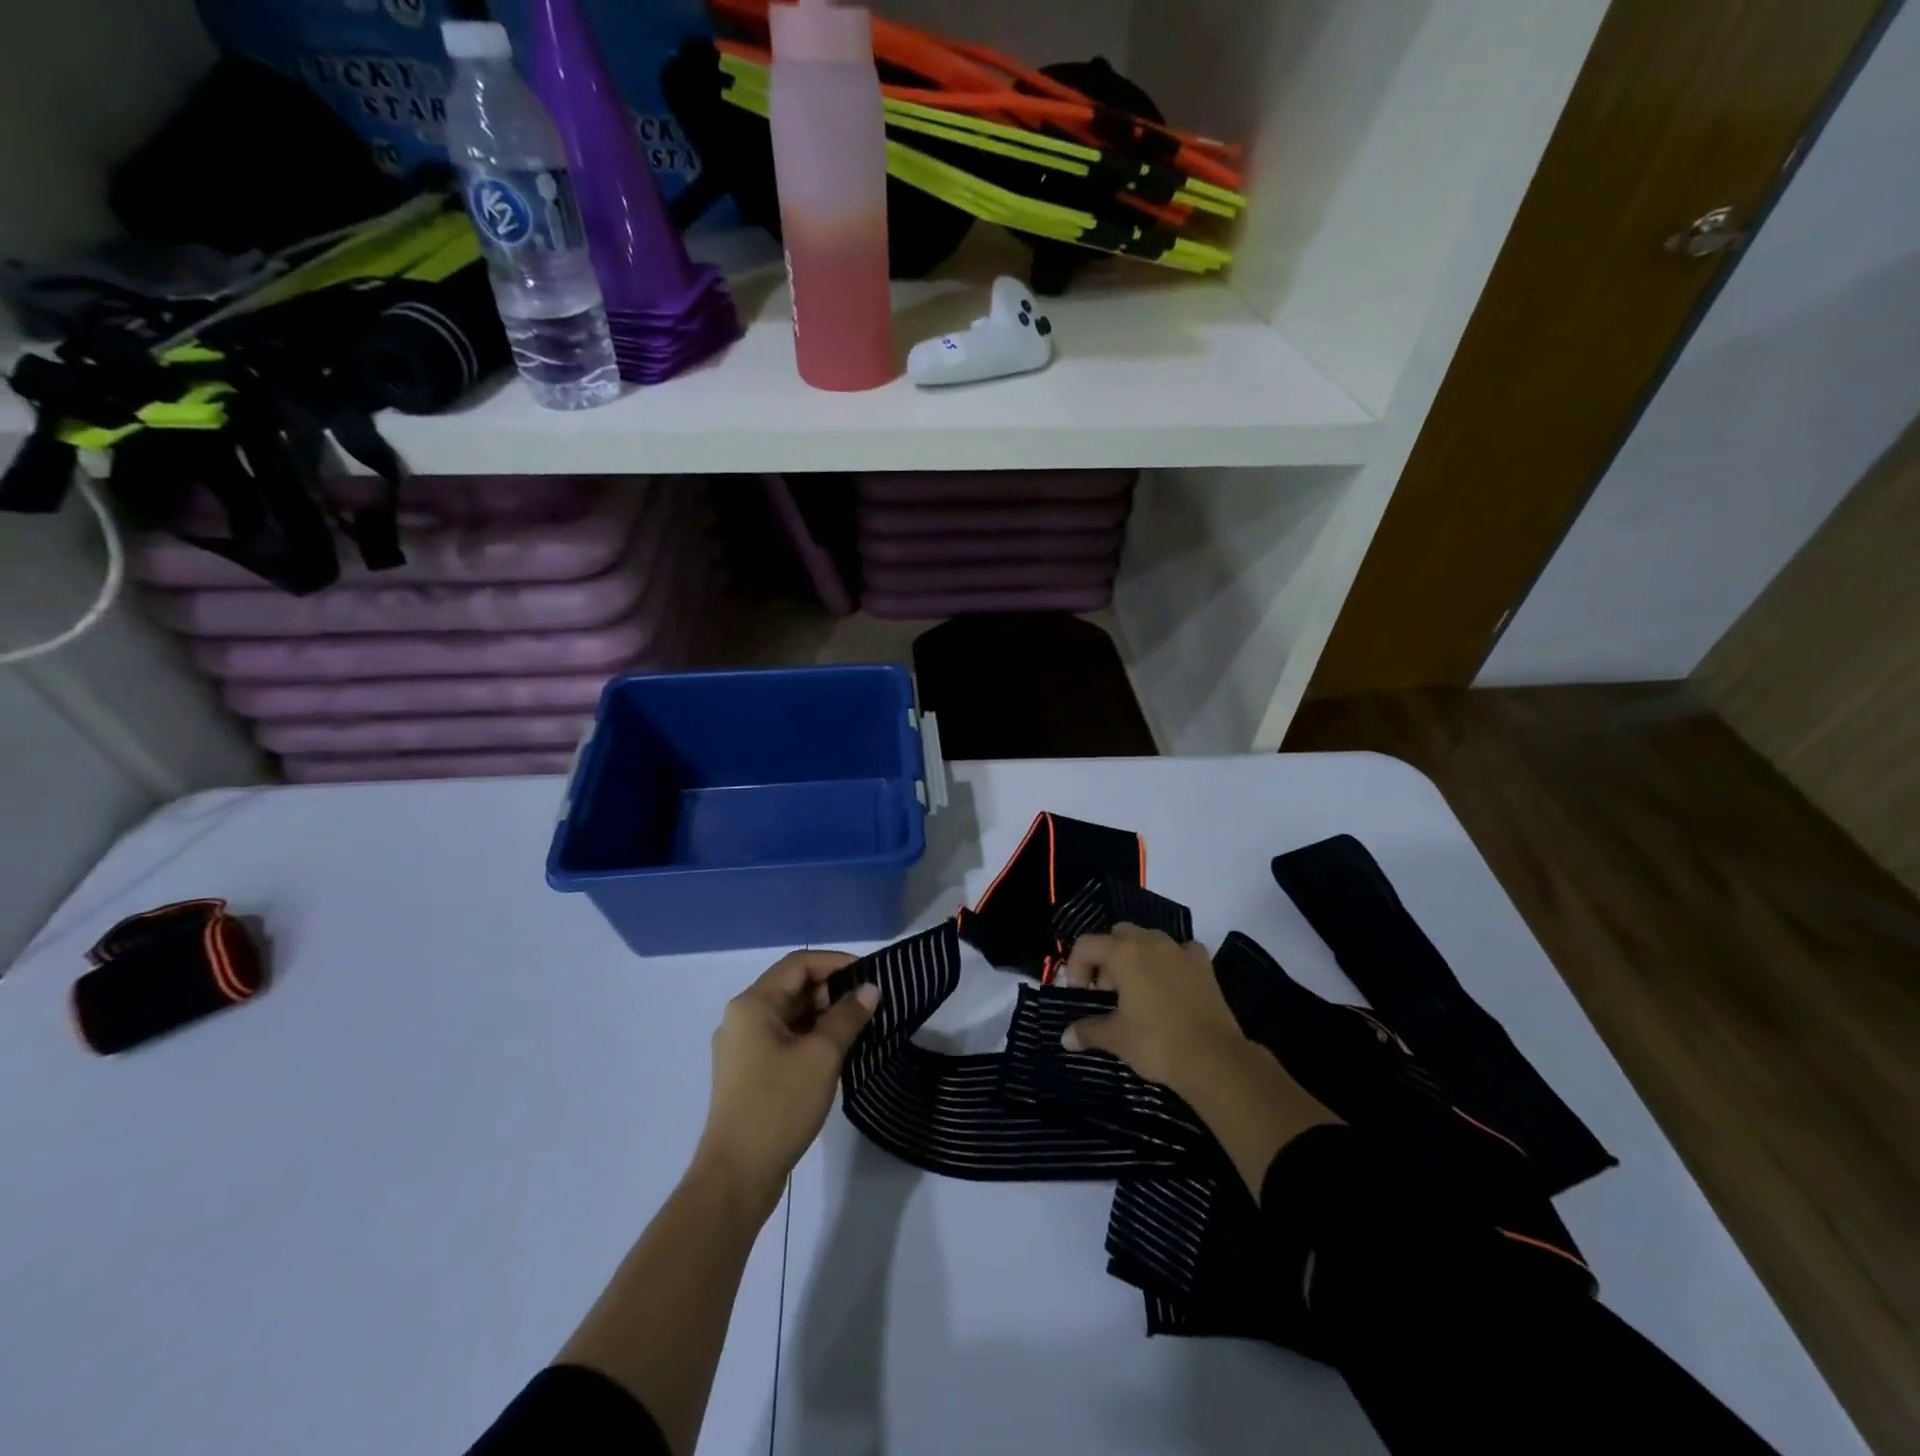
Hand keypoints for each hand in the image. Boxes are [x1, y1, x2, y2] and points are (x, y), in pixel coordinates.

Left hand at [693, 951, 879, 1215]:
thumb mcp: (821, 1056)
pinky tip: (837, 1051)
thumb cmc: (778, 1106)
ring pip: (790, 1015)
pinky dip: (811, 1037)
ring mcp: (743, 1047)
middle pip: (793, 987)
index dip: (836, 962)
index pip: (799, 964)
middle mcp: (742, 1018)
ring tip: (860, 1026)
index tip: (870, 975)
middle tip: (870, 1003)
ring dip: (824, 1015)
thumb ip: (847, 1016)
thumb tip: (870, 989)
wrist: (736, 1177)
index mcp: (752, 1004)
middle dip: (832, 990)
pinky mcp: (749, 1073)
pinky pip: (784, 1039)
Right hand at [1059, 924, 1338, 1197]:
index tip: (1080, 995)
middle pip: (1117, 935)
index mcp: (1123, 953)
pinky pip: (1178, 951)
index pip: (1086, 945)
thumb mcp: (1116, 1038)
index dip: (1075, 967)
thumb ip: (1088, 1031)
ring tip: (1136, 990)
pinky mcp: (1203, 963)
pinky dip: (1168, 961)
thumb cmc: (1157, 1043)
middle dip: (1106, 958)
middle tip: (1106, 992)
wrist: (1214, 1059)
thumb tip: (1066, 1038)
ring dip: (1135, 956)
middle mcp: (1150, 941)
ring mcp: (1180, 949)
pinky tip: (1169, 984)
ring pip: (1148, 939)